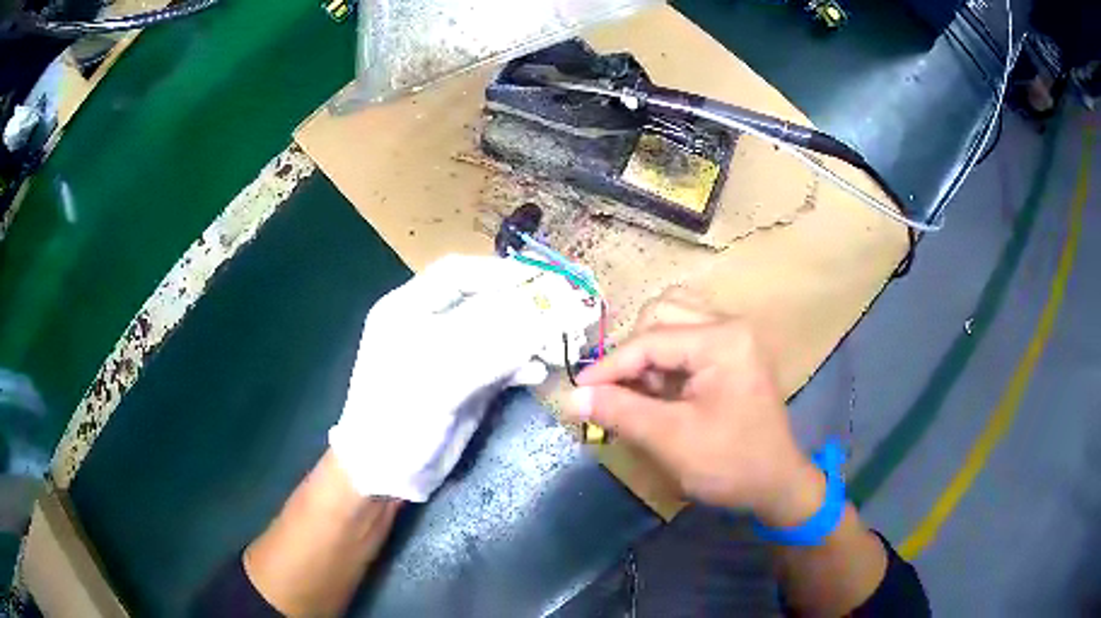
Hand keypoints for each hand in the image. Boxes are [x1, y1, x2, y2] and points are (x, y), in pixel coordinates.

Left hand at [331, 254, 598, 501]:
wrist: (388, 475)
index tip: (543, 281)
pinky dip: (523, 365)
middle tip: (567, 309)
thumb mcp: (440, 373)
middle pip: (485, 302)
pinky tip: (539, 372)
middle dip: (525, 306)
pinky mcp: (468, 384)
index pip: (459, 273)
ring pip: (498, 333)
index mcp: (409, 308)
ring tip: (560, 344)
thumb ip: (496, 339)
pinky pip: (502, 365)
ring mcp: (451, 356)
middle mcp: (431, 325)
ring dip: (530, 336)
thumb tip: (554, 305)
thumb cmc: (399, 415)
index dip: (501, 273)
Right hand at [566, 290, 824, 525]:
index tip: (578, 391)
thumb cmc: (730, 463)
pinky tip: (659, 390)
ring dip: (646, 352)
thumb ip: (619, 411)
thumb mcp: (671, 439)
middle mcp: (729, 325)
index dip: (609, 366)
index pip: (651, 339)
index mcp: (723, 340)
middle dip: (632, 354)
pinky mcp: (731, 351)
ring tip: (640, 390)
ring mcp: (733, 336)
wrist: (776, 483)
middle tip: (619, 393)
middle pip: (660, 314)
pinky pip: (685, 338)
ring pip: (672, 321)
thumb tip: (570, 397)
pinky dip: (663, 359)